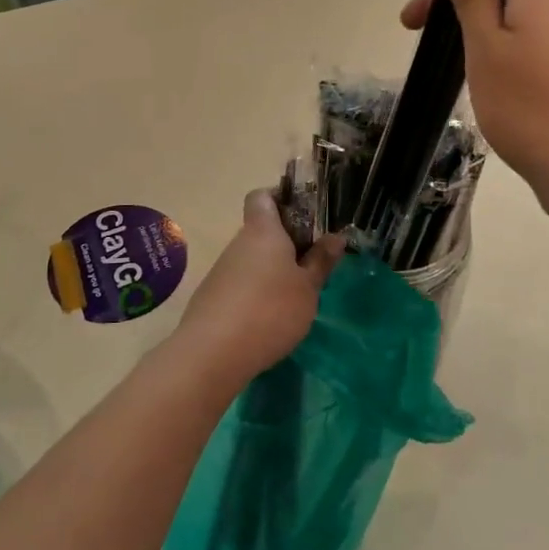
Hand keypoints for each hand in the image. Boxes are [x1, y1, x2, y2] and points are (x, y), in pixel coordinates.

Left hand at [173, 190, 343, 389]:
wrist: (212, 353)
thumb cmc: (270, 310)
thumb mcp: (308, 289)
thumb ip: (321, 261)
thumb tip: (336, 236)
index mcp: (263, 231)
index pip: (262, 196)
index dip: (281, 198)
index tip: (304, 216)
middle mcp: (238, 243)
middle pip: (261, 231)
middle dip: (286, 243)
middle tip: (312, 264)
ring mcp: (222, 270)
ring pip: (251, 260)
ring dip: (272, 271)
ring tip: (295, 297)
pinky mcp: (212, 297)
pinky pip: (240, 284)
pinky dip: (256, 294)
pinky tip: (269, 319)